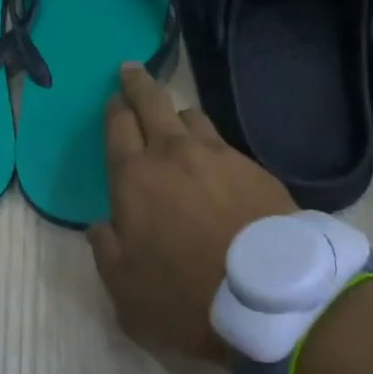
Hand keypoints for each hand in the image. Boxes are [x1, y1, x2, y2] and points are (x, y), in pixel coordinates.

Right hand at [88, 64, 295, 360]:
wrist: (272, 302)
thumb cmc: (186, 298)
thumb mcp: (126, 291)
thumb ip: (106, 251)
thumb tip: (100, 226)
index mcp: (134, 177)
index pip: (118, 125)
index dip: (114, 108)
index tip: (113, 99)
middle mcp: (173, 154)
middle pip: (152, 101)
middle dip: (138, 82)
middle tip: (132, 71)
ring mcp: (219, 156)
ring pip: (192, 116)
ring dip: (177, 114)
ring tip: (177, 124)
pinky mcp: (255, 168)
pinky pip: (225, 144)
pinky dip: (212, 146)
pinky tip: (217, 166)